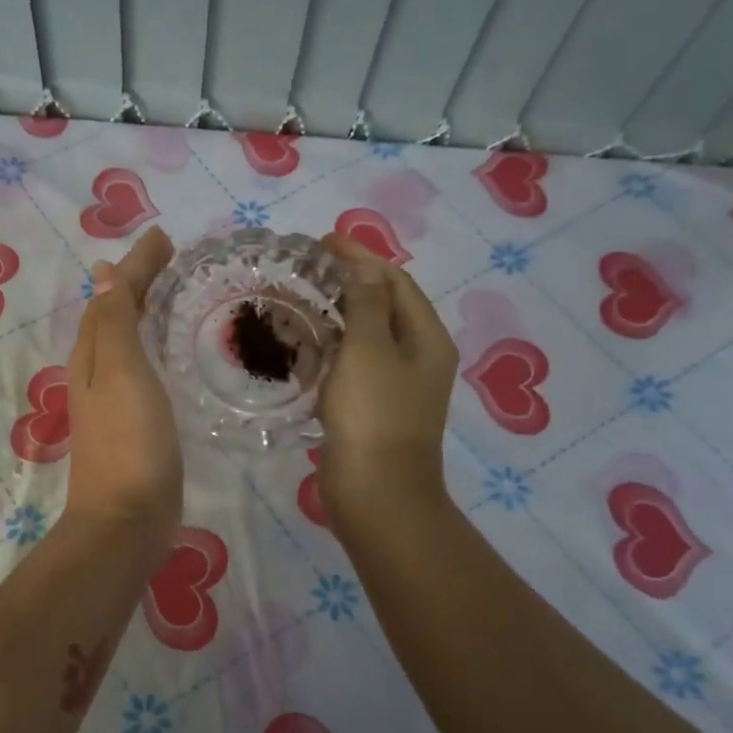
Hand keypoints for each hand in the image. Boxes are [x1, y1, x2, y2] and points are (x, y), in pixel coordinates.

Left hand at [63, 228, 182, 549]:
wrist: (126, 520)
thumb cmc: (128, 441)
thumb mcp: (120, 371)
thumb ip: (114, 321)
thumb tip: (103, 271)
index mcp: (91, 355)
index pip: (112, 295)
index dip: (136, 265)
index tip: (165, 236)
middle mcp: (95, 373)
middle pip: (114, 315)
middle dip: (137, 283)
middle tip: (170, 259)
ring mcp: (112, 402)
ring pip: (125, 342)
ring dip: (143, 313)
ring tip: (169, 294)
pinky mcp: (133, 426)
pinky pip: (141, 369)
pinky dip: (152, 348)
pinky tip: (169, 355)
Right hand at [317, 233, 458, 529]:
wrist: (377, 491)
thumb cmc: (374, 415)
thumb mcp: (369, 350)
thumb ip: (366, 304)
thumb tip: (365, 269)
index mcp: (427, 338)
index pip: (396, 282)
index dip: (363, 258)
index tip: (325, 241)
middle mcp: (419, 357)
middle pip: (386, 306)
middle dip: (352, 282)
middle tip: (311, 267)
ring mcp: (398, 385)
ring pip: (369, 336)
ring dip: (340, 314)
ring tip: (305, 298)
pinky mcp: (374, 408)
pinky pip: (356, 364)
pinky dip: (335, 347)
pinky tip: (308, 345)